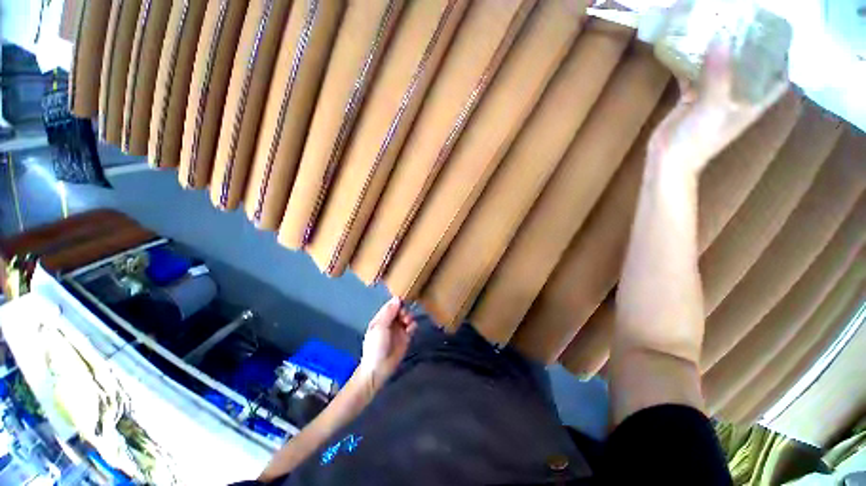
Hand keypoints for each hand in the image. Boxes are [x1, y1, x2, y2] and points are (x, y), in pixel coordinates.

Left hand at [357, 297, 416, 389]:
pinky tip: (411, 329)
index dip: (397, 302)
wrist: (379, 368)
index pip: (390, 305)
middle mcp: (390, 322)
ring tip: (407, 322)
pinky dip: (413, 326)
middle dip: (404, 310)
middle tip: (403, 316)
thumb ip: (389, 312)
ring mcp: (399, 329)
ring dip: (409, 317)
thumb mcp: (380, 326)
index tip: (403, 301)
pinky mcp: (406, 337)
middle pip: (400, 310)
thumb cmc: (376, 346)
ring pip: (407, 317)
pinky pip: (412, 327)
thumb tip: (397, 298)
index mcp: (381, 318)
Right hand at [648, 32, 788, 173]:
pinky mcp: (691, 100)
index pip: (776, 79)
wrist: (668, 159)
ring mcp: (712, 98)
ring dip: (719, 53)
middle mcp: (736, 97)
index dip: (782, 59)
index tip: (779, 36)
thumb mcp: (714, 107)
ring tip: (717, 28)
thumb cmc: (698, 139)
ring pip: (720, 70)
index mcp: (751, 102)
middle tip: (745, 22)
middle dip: (748, 48)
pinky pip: (694, 77)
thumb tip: (721, 38)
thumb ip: (719, 75)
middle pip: (748, 69)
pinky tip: (686, 50)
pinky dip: (691, 65)